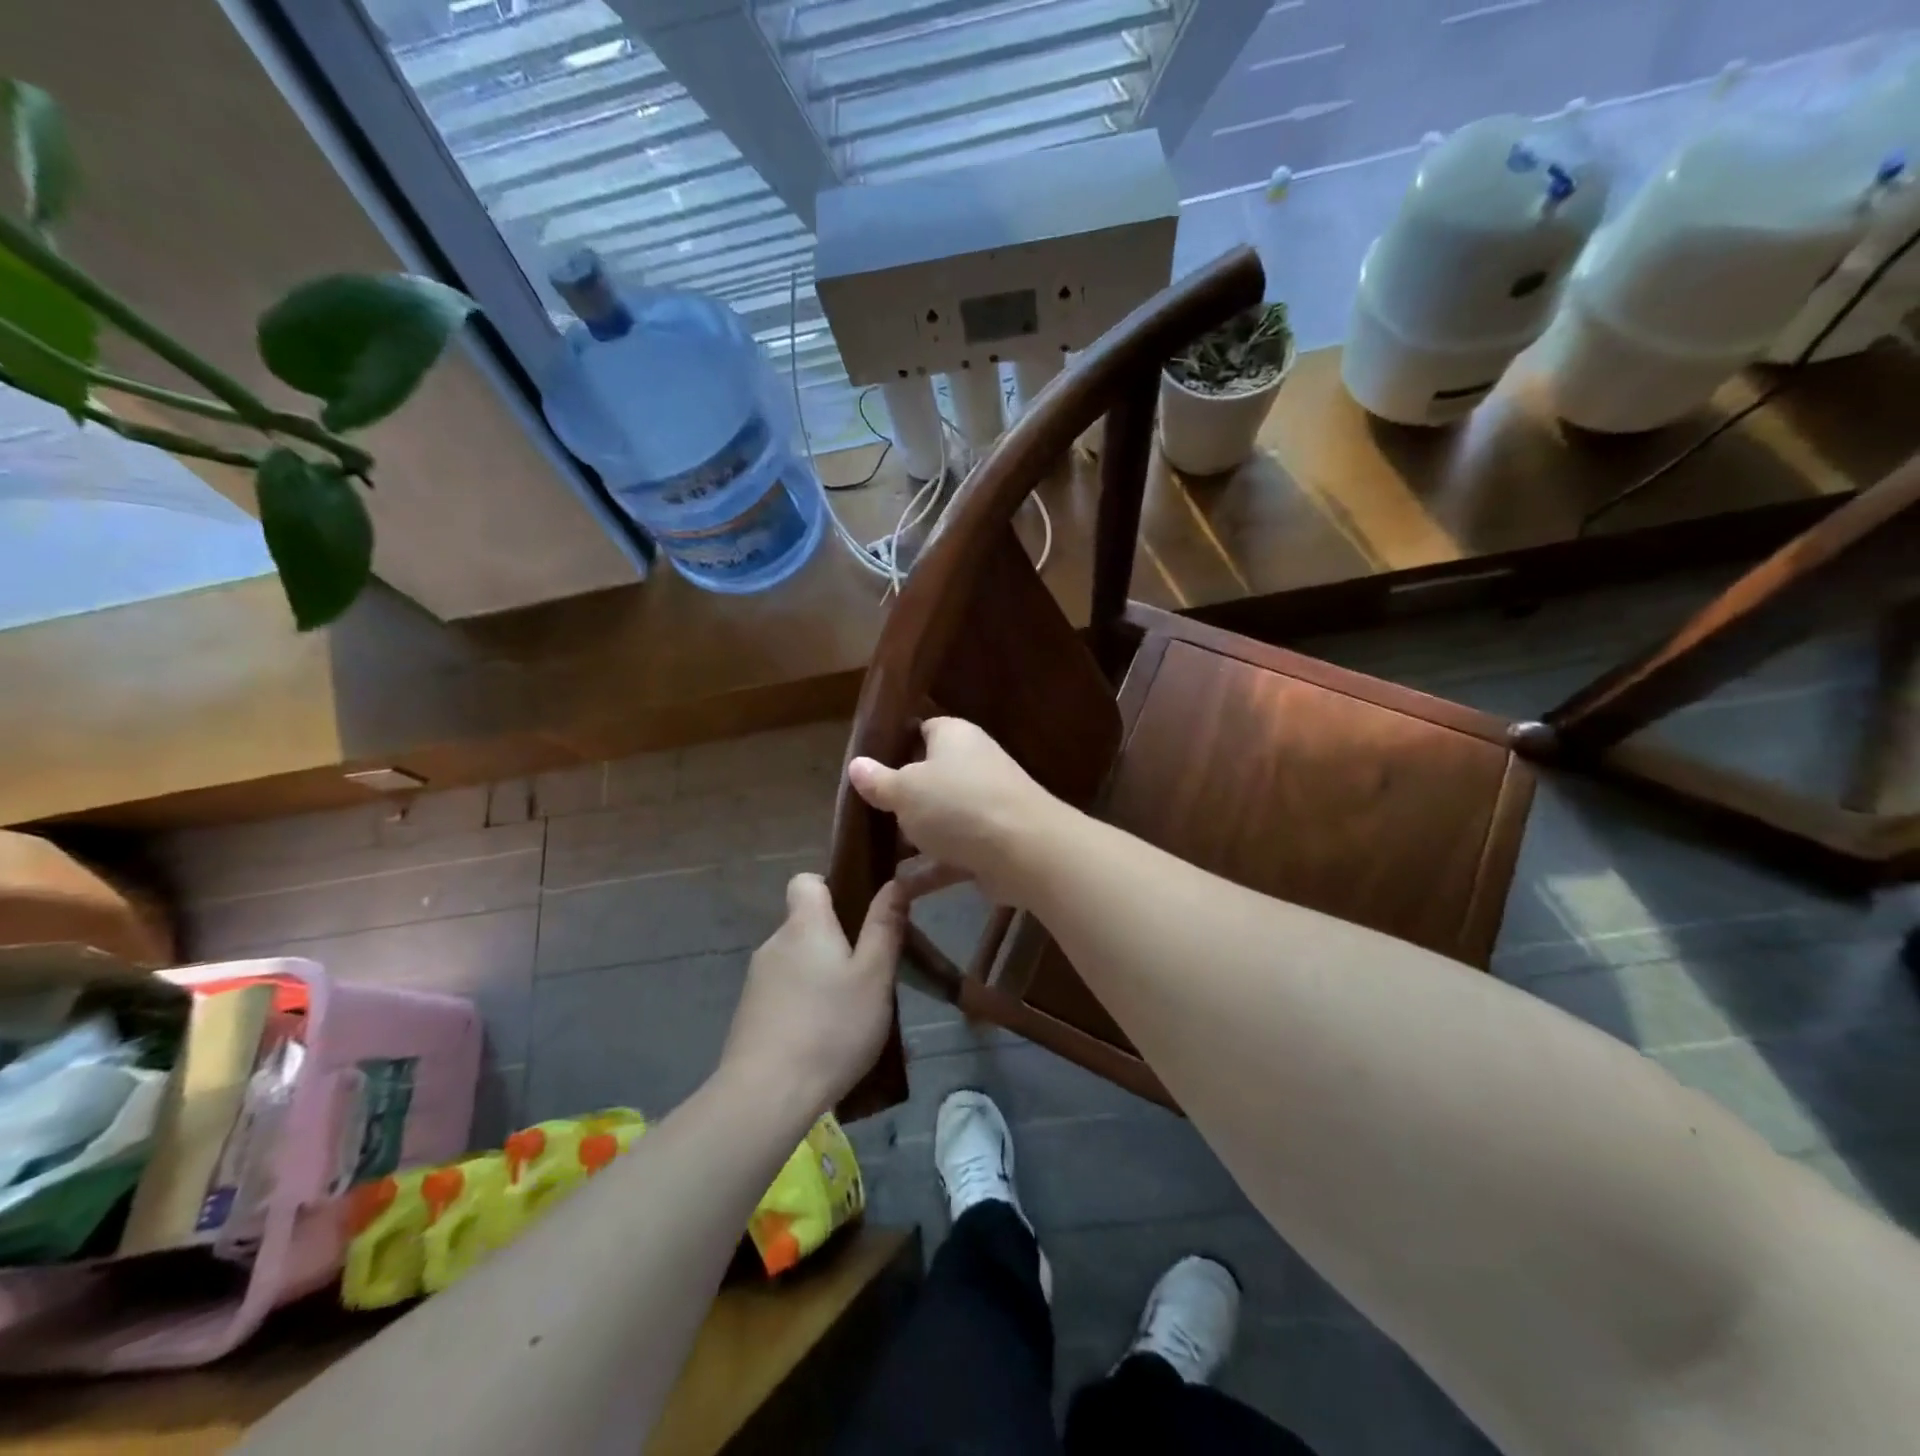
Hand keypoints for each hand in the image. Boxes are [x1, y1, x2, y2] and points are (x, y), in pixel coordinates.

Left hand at [719, 873, 904, 1114]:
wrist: (766, 1096)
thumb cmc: (831, 1028)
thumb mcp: (874, 976)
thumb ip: (885, 927)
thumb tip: (895, 882)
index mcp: (805, 925)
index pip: (806, 880)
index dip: (831, 887)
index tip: (858, 913)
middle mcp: (774, 943)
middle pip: (807, 924)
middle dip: (836, 941)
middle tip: (869, 974)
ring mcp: (757, 980)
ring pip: (798, 961)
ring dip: (821, 976)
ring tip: (851, 1014)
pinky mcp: (749, 1014)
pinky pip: (785, 992)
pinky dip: (804, 1004)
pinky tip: (823, 1039)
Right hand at [846, 717, 1060, 906]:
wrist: (1025, 851)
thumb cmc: (958, 805)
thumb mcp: (905, 791)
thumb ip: (878, 781)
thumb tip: (856, 765)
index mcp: (954, 736)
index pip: (922, 730)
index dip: (895, 745)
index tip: (868, 767)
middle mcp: (973, 764)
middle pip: (930, 777)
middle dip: (901, 797)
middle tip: (866, 813)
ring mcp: (985, 805)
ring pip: (941, 817)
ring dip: (914, 836)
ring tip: (875, 851)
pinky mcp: (991, 842)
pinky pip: (952, 852)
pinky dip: (929, 868)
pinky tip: (898, 888)